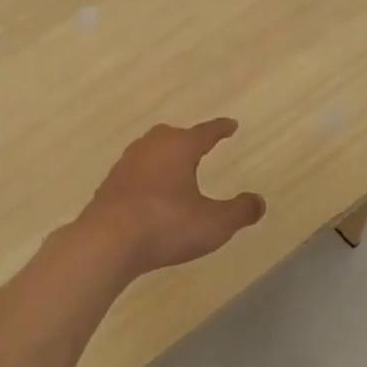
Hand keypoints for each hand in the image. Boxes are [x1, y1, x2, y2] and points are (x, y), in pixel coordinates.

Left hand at [79, 120, 265, 275]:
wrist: (107, 242)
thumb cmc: (166, 225)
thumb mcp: (214, 223)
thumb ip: (239, 211)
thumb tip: (259, 201)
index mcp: (178, 148)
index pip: (205, 132)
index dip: (220, 129)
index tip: (231, 124)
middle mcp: (150, 148)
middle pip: (171, 136)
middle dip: (187, 140)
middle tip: (199, 145)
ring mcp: (125, 166)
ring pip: (149, 152)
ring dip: (163, 158)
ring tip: (175, 170)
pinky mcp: (108, 186)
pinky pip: (134, 174)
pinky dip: (146, 178)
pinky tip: (149, 194)